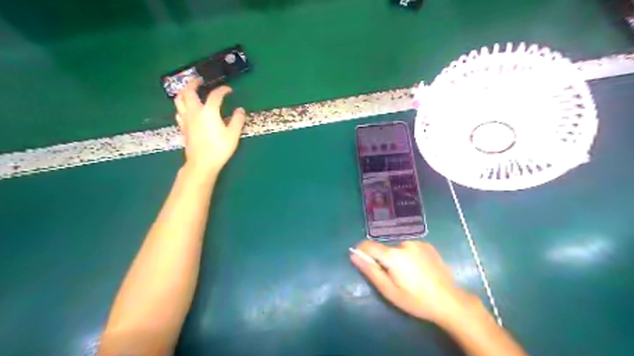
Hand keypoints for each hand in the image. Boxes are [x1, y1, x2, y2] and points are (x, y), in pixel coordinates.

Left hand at [174, 79, 244, 174]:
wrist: (202, 163)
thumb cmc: (219, 148)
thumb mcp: (233, 135)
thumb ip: (237, 120)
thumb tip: (240, 110)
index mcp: (209, 112)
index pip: (215, 95)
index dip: (223, 90)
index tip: (229, 90)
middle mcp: (195, 112)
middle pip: (189, 92)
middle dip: (193, 83)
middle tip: (200, 80)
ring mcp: (186, 120)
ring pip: (179, 100)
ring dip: (184, 92)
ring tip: (190, 91)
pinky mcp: (183, 127)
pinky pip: (179, 112)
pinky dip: (182, 106)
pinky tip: (187, 109)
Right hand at [352, 240, 475, 326]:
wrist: (449, 301)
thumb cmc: (415, 300)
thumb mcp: (389, 290)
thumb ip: (370, 271)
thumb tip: (354, 254)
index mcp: (393, 256)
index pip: (369, 245)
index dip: (362, 251)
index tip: (362, 261)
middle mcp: (404, 244)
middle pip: (385, 249)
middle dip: (384, 260)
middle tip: (394, 278)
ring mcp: (417, 243)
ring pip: (398, 249)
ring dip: (398, 258)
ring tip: (410, 275)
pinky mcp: (427, 245)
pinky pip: (410, 248)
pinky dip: (409, 256)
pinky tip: (419, 269)